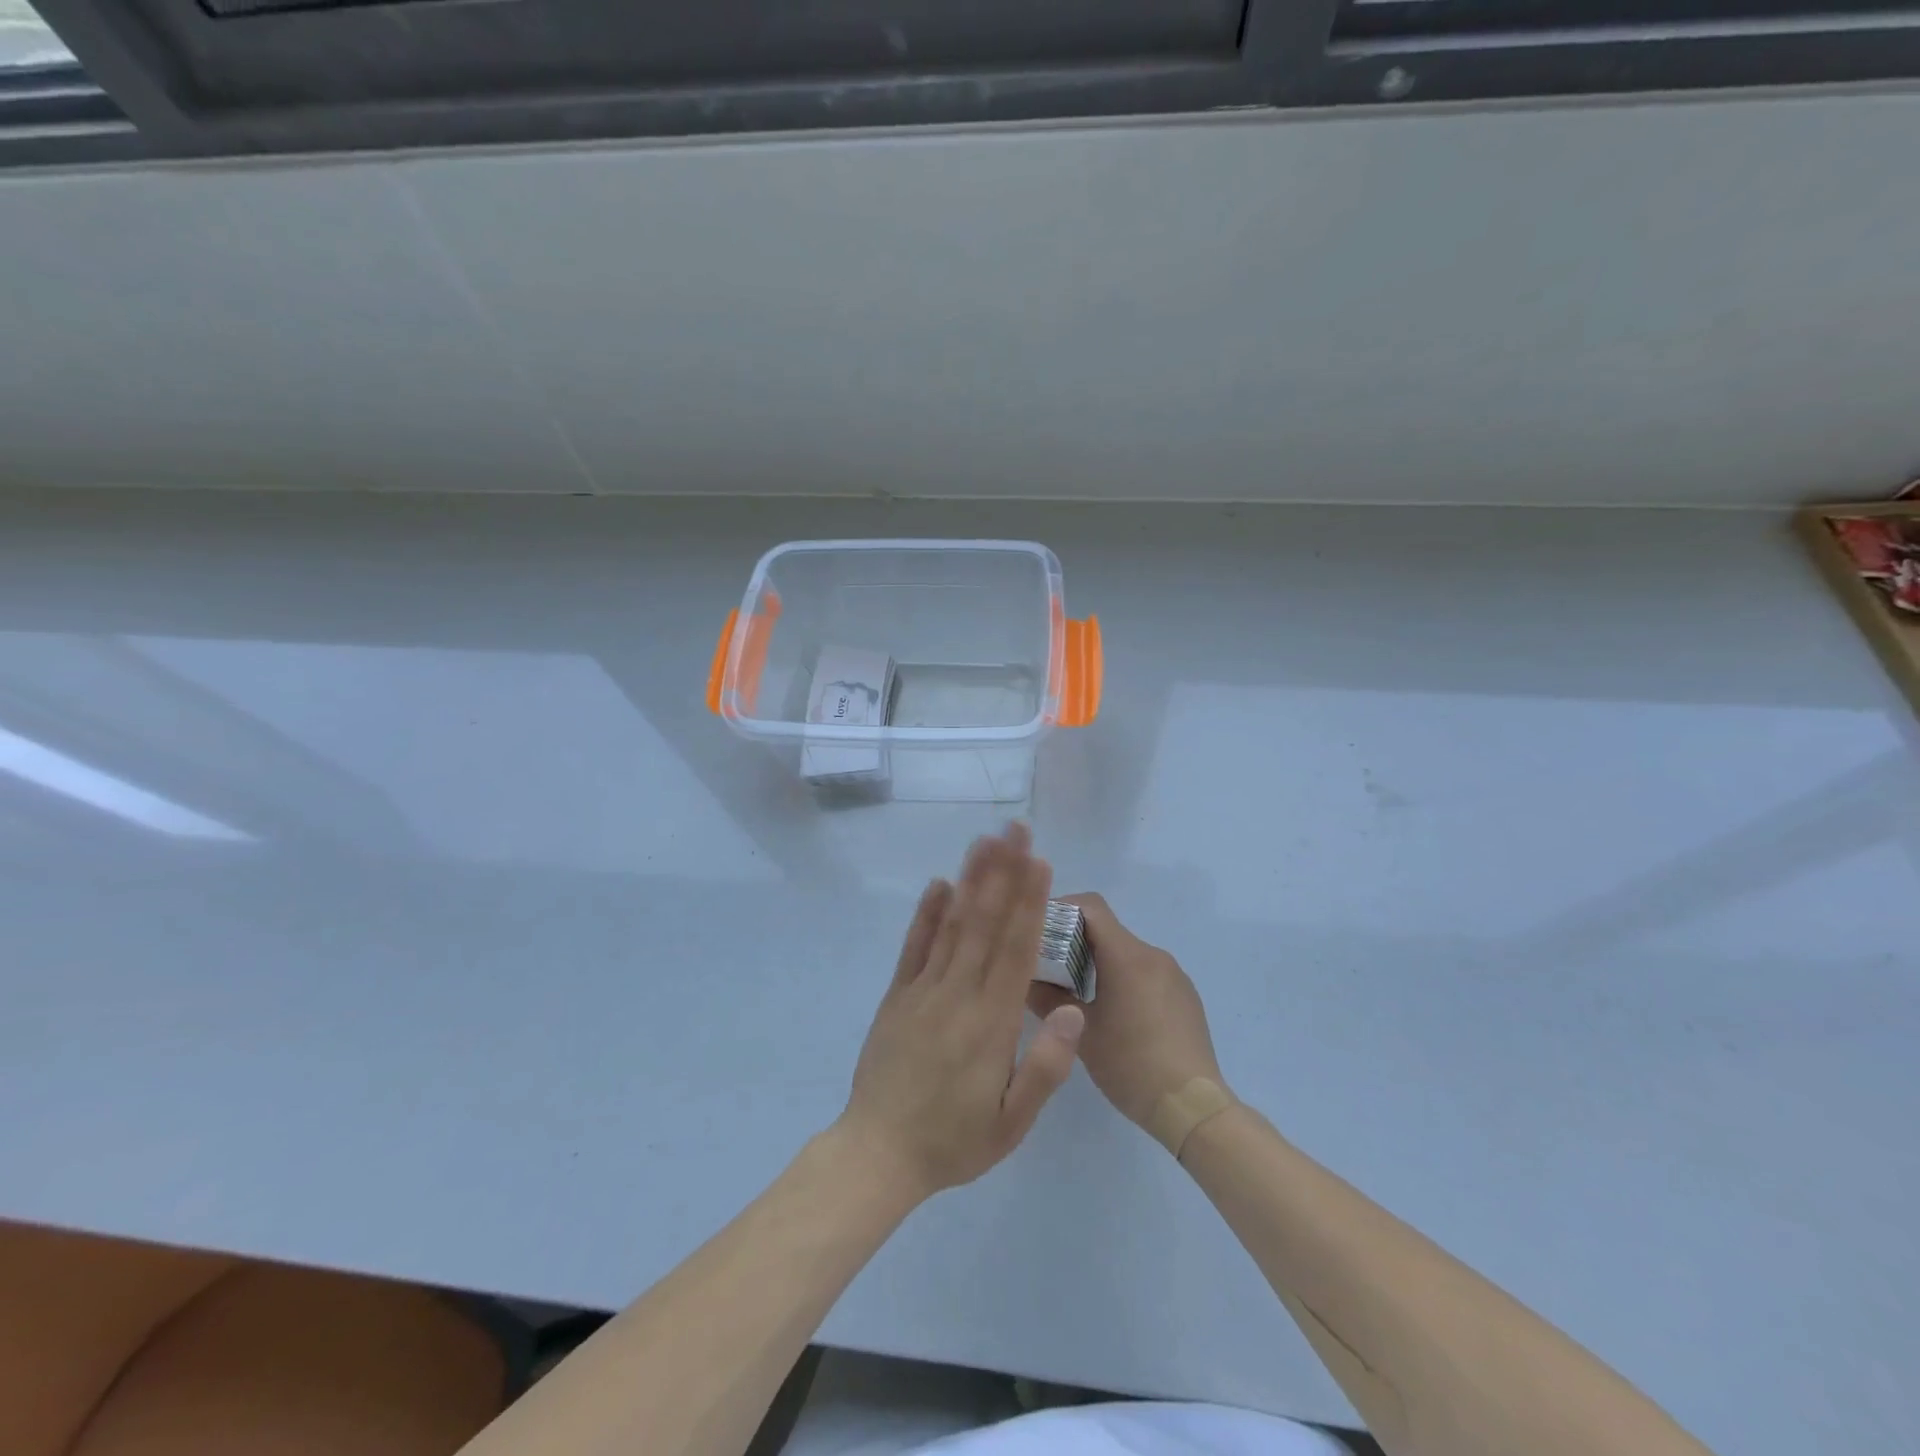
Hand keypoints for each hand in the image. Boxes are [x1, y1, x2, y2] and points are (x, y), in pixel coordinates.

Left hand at [837, 825, 1085, 1201]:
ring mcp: (922, 990)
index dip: (1029, 903)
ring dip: (971, 881)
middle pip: (986, 924)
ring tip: (985, 842)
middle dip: (1003, 873)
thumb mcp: (1011, 1122)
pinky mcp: (897, 995)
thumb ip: (1045, 1068)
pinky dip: (926, 914)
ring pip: (952, 926)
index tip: (1038, 862)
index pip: (1016, 950)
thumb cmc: (953, 1142)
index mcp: (991, 1023)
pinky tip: (939, 884)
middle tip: (1014, 830)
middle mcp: (958, 994)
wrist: (879, 1155)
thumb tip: (1075, 1011)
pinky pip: (914, 947)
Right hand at [1028, 893, 1223, 1129]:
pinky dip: (1124, 979)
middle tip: (1049, 967)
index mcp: (1127, 956)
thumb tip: (1023, 979)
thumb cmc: (1131, 1065)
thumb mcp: (1081, 1033)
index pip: (1091, 906)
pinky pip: (1146, 973)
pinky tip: (1115, 1015)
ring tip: (1077, 994)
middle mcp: (1153, 955)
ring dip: (1099, 963)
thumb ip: (1047, 1000)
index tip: (1040, 929)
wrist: (1194, 1107)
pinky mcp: (1185, 995)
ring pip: (1126, 953)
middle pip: (1107, 930)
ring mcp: (1173, 974)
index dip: (1062, 908)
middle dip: (1075, 941)